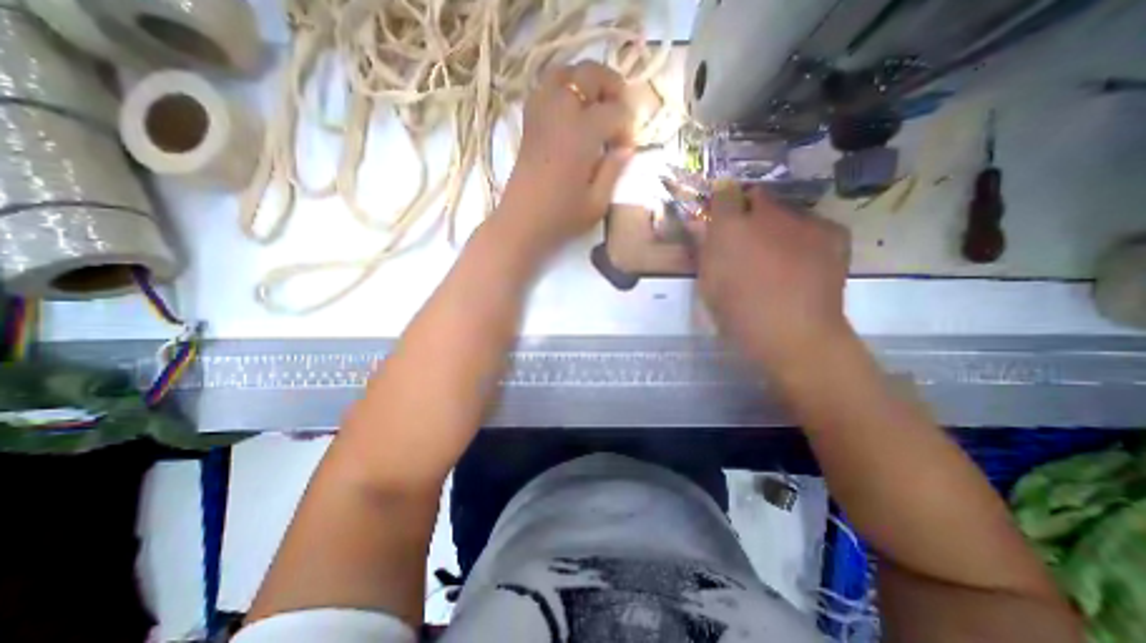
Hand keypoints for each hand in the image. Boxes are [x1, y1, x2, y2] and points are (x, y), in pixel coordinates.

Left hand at [501, 60, 635, 246]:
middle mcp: (560, 114)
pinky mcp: (529, 123)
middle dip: (611, 86)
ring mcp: (541, 115)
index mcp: (581, 136)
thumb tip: (626, 148)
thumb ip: (614, 170)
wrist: (521, 224)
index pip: (614, 111)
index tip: (626, 148)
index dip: (627, 126)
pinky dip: (562, 89)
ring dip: (585, 81)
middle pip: (589, 74)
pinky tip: (571, 111)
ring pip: (564, 73)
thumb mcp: (597, 203)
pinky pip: (545, 89)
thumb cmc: (561, 219)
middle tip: (619, 111)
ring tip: (596, 104)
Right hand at [687, 183, 849, 373]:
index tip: (719, 215)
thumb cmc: (739, 314)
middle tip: (748, 238)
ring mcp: (803, 221)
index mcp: (730, 228)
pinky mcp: (832, 232)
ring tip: (778, 254)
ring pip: (786, 210)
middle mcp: (767, 215)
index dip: (721, 201)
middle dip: (749, 210)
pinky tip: (803, 260)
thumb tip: (699, 224)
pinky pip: (812, 224)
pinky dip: (803, 236)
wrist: (795, 335)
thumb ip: (703, 249)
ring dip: (777, 224)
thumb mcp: (708, 284)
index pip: (723, 193)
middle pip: (757, 195)